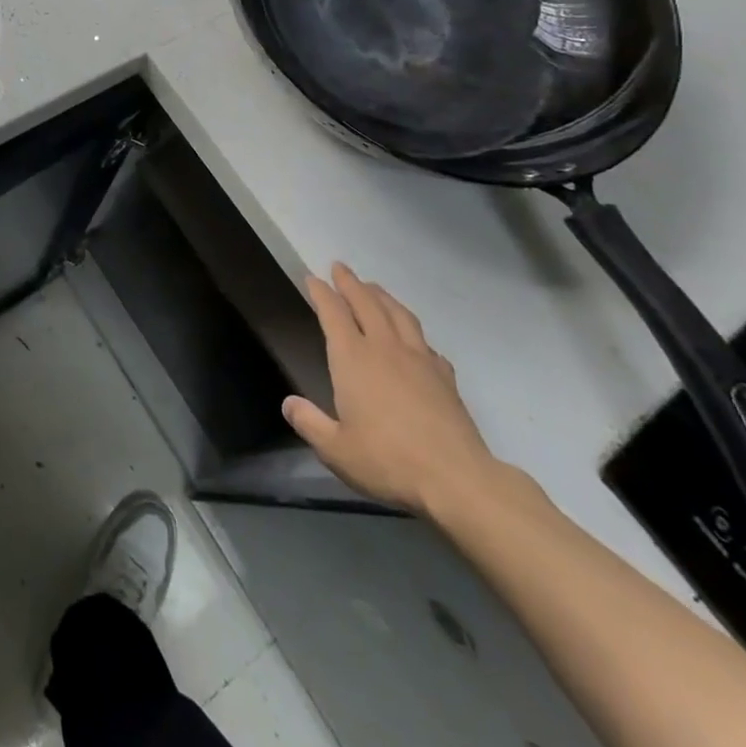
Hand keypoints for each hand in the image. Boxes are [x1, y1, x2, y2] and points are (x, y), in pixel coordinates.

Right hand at [282, 262, 499, 515]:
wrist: (456, 479)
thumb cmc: (388, 461)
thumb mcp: (336, 449)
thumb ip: (310, 423)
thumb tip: (289, 403)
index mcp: (353, 359)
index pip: (333, 313)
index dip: (321, 293)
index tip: (312, 278)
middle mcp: (384, 348)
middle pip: (366, 303)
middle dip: (351, 283)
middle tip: (340, 267)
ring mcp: (419, 359)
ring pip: (399, 314)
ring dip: (383, 296)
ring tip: (373, 288)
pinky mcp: (445, 377)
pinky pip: (425, 342)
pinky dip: (413, 332)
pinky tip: (414, 340)